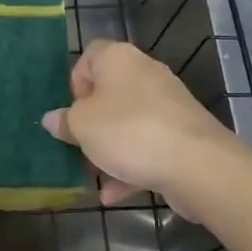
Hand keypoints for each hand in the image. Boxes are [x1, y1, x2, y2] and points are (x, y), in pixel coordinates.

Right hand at [42, 39, 236, 219]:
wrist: (197, 164)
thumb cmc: (129, 132)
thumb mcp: (82, 126)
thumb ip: (64, 121)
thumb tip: (53, 118)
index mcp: (118, 58)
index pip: (90, 55)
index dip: (75, 82)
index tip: (70, 112)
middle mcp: (145, 73)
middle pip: (109, 92)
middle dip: (91, 122)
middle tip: (77, 146)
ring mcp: (167, 105)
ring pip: (127, 123)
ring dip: (108, 148)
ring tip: (92, 176)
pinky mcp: (181, 135)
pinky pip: (147, 146)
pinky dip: (130, 167)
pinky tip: (113, 195)